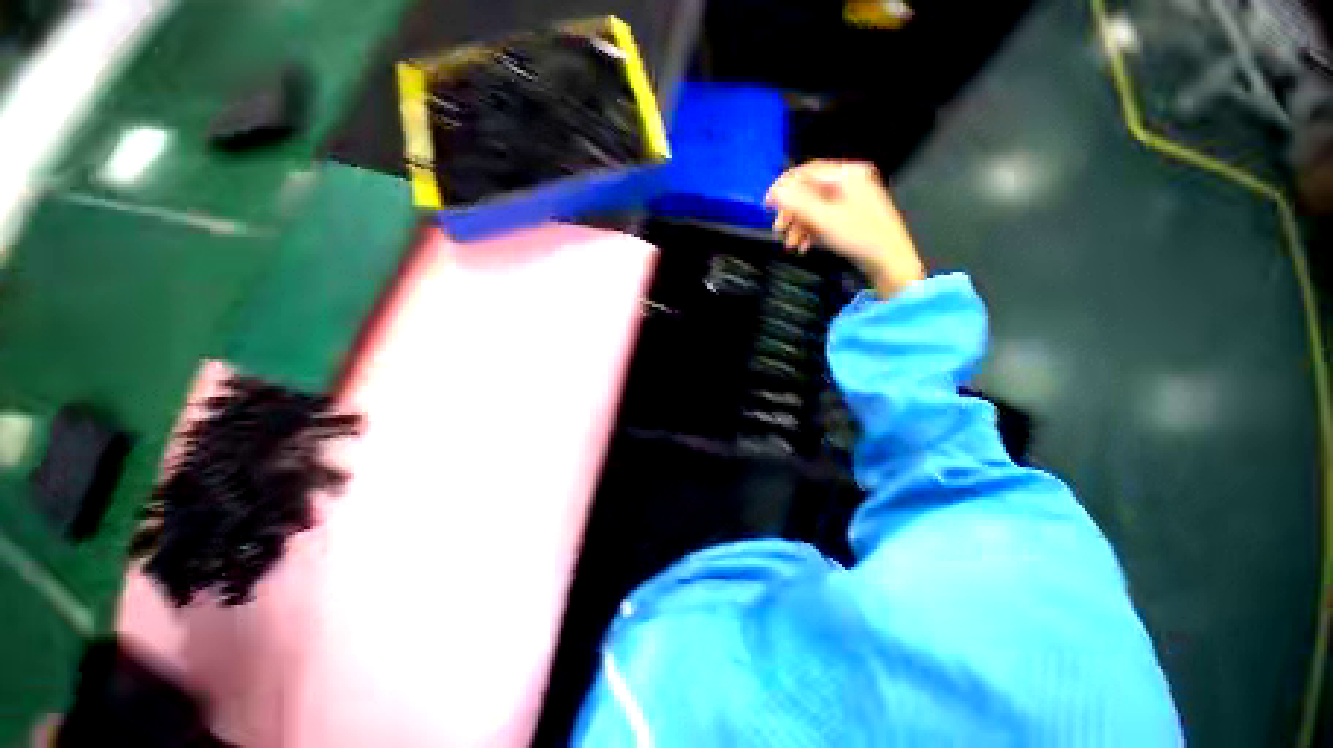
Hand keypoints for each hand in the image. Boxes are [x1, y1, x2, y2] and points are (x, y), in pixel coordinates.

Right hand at [765, 160, 924, 297]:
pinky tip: (803, 246)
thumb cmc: (859, 235)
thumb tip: (774, 192)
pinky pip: (823, 218)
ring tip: (790, 244)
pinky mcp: (849, 216)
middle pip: (809, 191)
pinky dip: (810, 231)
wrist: (888, 260)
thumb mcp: (824, 219)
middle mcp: (848, 182)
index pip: (807, 172)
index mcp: (847, 174)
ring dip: (798, 226)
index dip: (784, 186)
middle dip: (791, 212)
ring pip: (813, 207)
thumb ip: (797, 203)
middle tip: (778, 229)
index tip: (767, 205)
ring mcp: (849, 199)